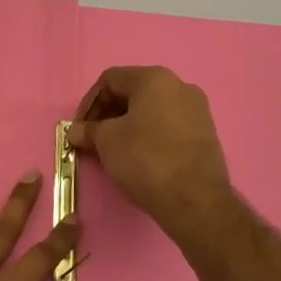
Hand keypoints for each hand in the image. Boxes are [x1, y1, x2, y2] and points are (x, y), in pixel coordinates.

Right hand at [70, 66, 233, 241]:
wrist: (196, 201)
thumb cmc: (146, 160)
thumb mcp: (107, 142)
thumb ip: (88, 130)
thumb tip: (74, 131)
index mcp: (155, 78)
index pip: (110, 80)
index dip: (89, 103)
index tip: (80, 129)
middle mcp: (180, 86)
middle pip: (133, 92)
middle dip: (108, 114)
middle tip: (93, 140)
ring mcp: (197, 110)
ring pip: (151, 110)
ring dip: (127, 126)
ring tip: (114, 151)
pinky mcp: (206, 134)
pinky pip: (169, 126)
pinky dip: (149, 136)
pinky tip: (139, 158)